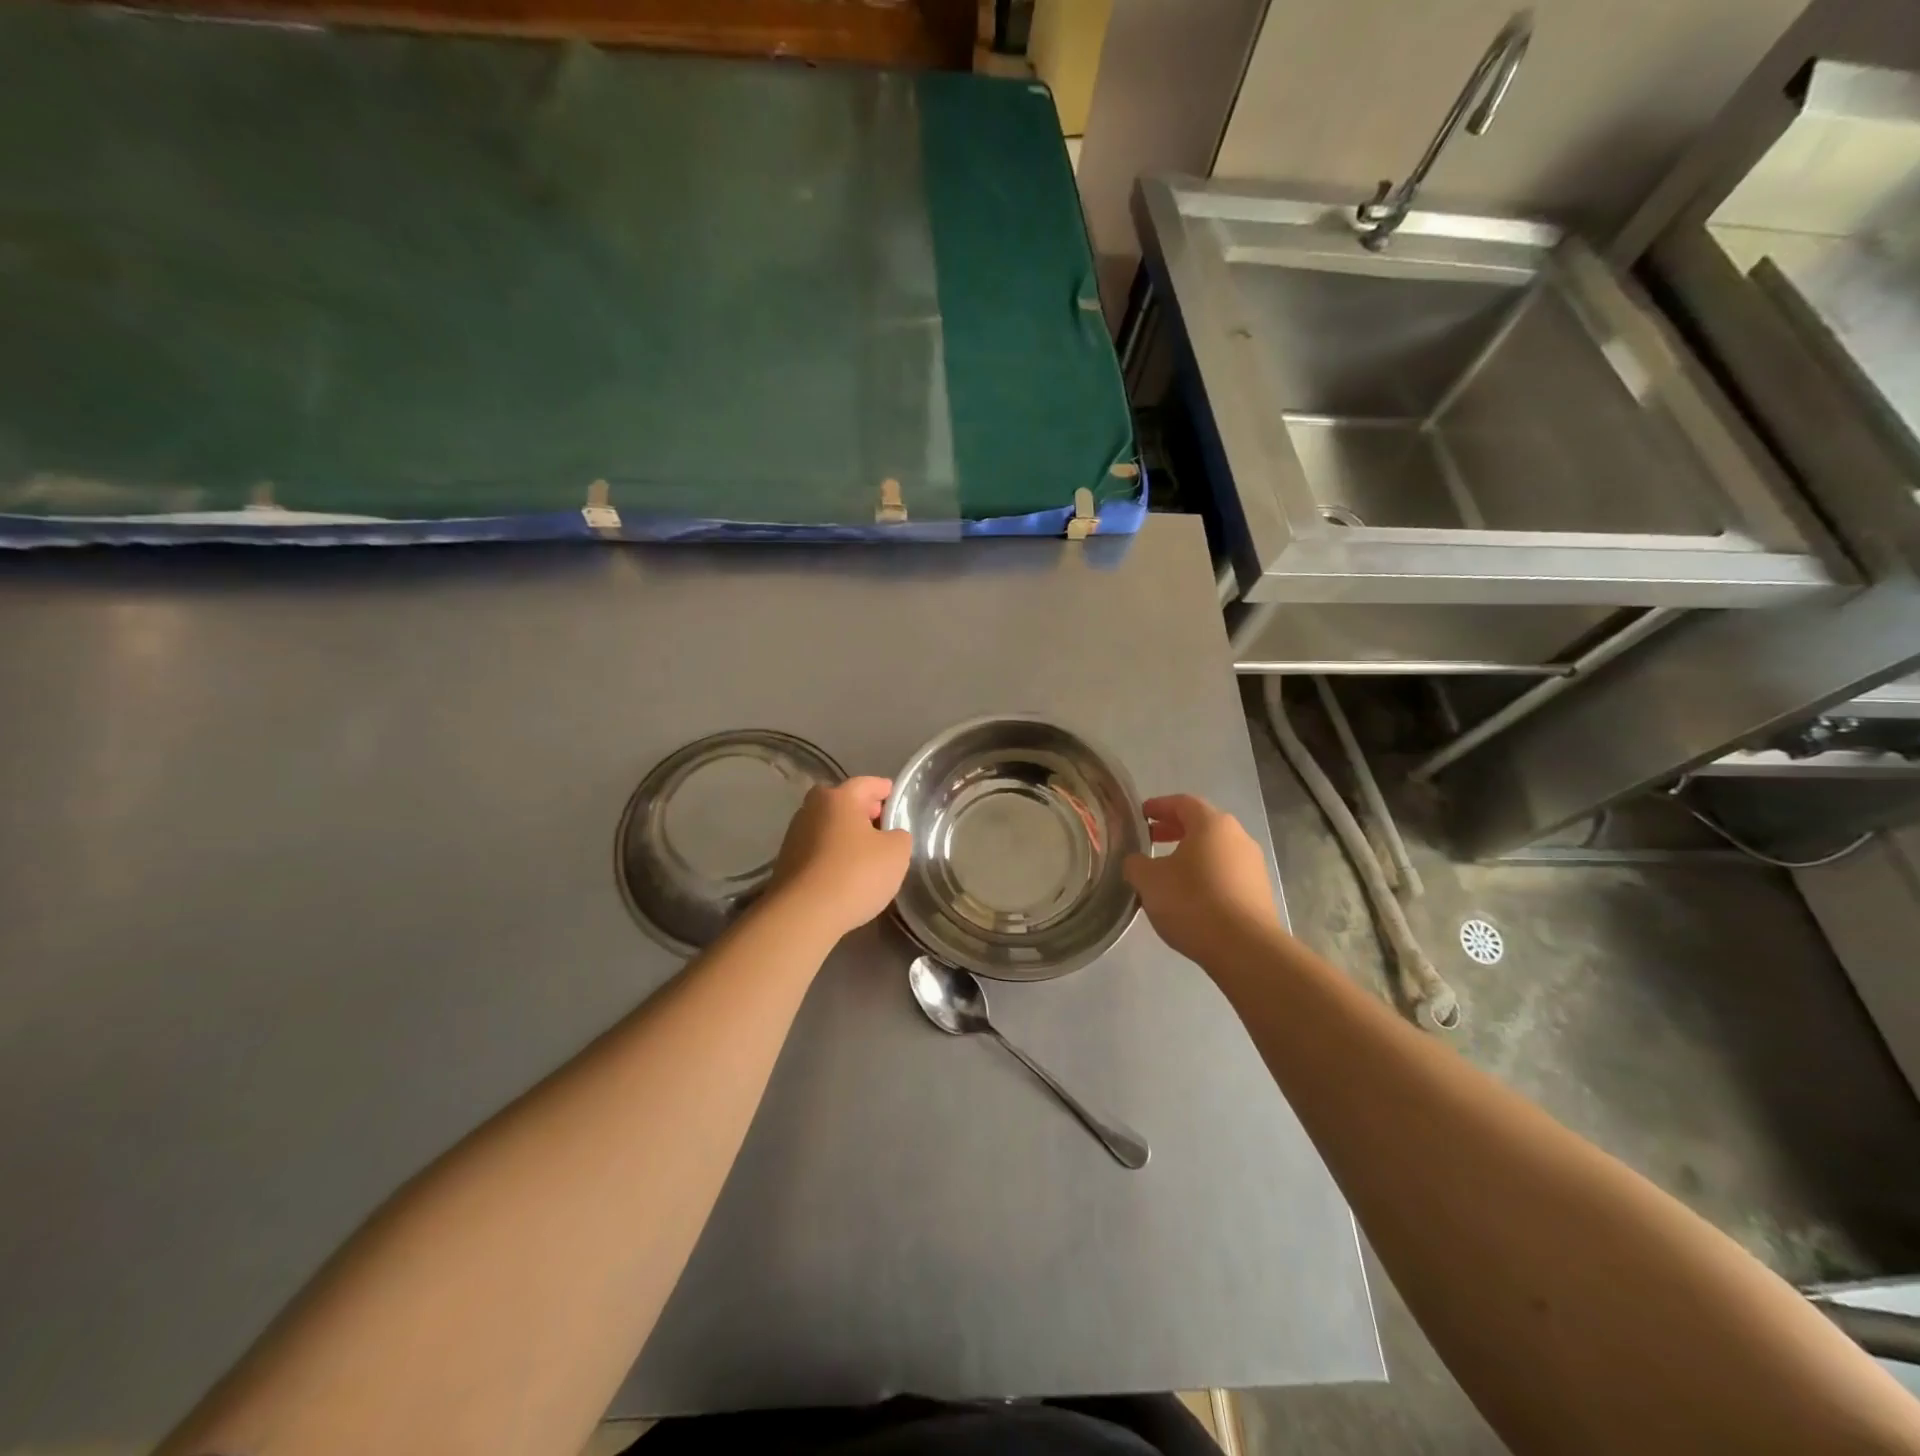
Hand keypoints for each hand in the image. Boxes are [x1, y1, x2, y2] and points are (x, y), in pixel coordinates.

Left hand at [765, 776, 911, 941]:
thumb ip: (899, 837)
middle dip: (862, 810)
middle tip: (881, 823)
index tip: (894, 795)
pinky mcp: (786, 862)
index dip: (883, 789)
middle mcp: (812, 809)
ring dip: (845, 834)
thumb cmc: (855, 874)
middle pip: (842, 803)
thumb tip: (889, 837)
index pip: (866, 784)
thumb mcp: (896, 853)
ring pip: (827, 826)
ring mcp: (794, 836)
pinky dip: (832, 853)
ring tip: (865, 851)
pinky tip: (845, 871)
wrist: (803, 914)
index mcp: (838, 798)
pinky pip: (817, 849)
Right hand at [1123, 794, 1281, 965]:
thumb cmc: (1193, 902)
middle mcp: (1238, 837)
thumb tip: (1136, 862)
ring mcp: (1253, 865)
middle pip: (1201, 825)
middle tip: (1149, 841)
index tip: (1141, 815)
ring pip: (1215, 851)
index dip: (1158, 806)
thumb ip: (1136, 864)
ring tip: (1166, 873)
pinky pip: (1226, 874)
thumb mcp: (1149, 880)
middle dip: (1173, 830)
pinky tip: (1190, 897)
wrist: (1245, 949)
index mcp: (1212, 824)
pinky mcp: (1259, 892)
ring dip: (1190, 855)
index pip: (1182, 802)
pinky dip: (1205, 876)